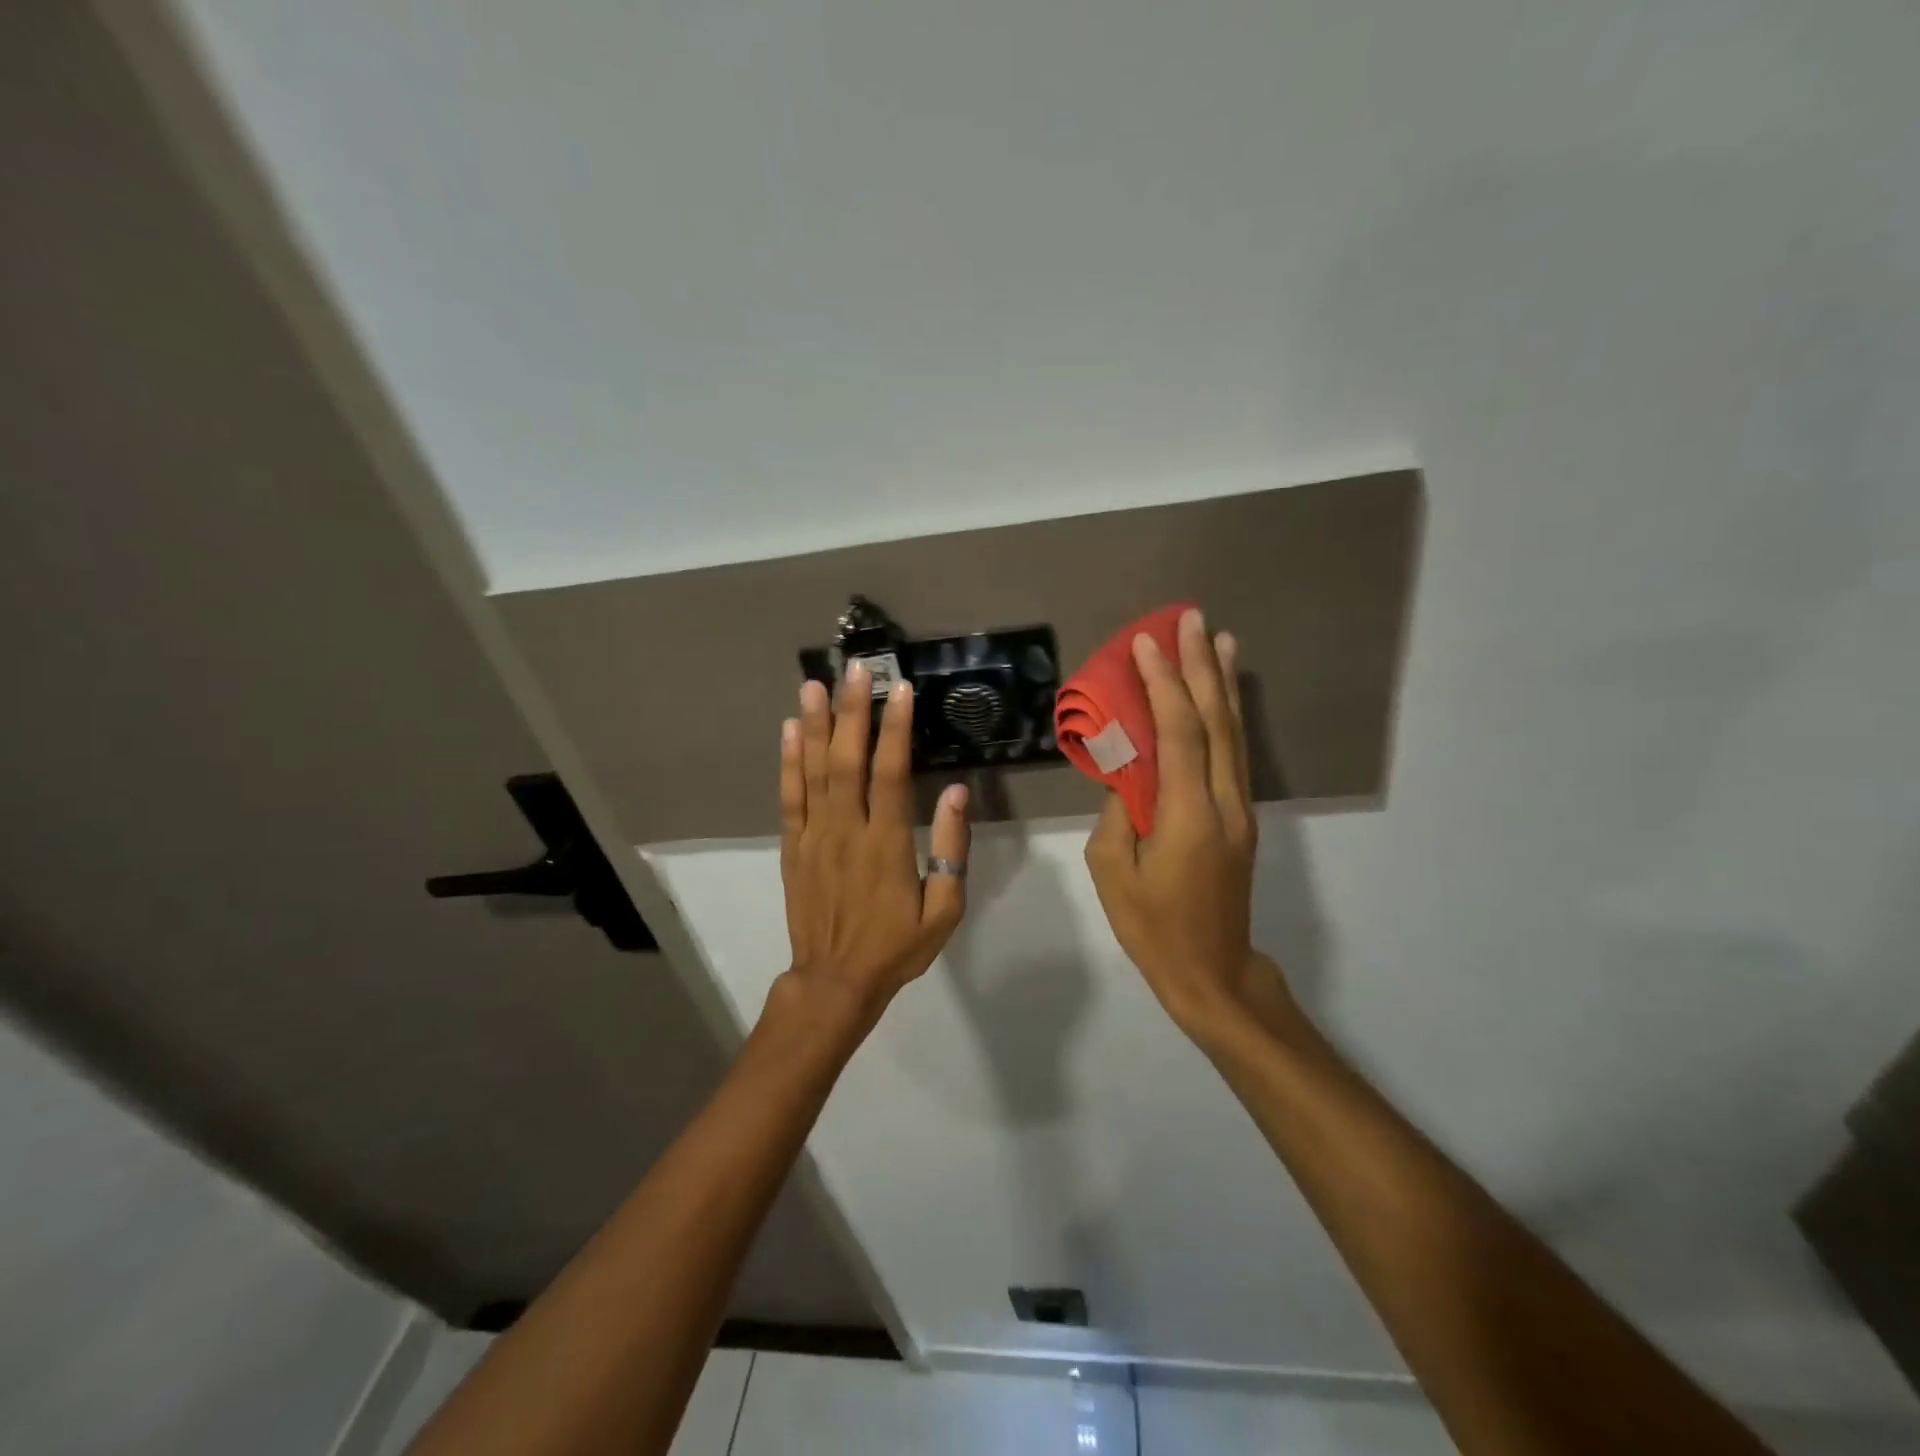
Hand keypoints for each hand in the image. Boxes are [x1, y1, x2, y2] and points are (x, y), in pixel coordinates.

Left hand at [778, 664, 971, 1029]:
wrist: (834, 981)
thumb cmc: (896, 946)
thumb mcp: (944, 910)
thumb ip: (950, 850)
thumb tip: (955, 793)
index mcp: (886, 843)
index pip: (890, 773)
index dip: (895, 727)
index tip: (900, 688)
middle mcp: (846, 830)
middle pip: (847, 759)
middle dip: (852, 710)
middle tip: (854, 668)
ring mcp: (814, 836)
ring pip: (813, 770)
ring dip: (814, 724)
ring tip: (813, 683)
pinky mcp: (793, 846)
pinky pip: (789, 797)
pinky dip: (788, 762)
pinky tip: (789, 731)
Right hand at [1084, 609, 1292, 1038]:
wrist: (1212, 969)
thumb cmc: (1152, 926)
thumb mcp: (1112, 872)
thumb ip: (1118, 811)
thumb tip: (1126, 768)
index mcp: (1188, 816)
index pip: (1179, 734)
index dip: (1164, 684)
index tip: (1147, 642)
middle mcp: (1224, 802)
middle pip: (1216, 722)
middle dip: (1201, 666)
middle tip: (1192, 619)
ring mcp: (1240, 808)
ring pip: (1234, 733)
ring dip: (1223, 683)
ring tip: (1219, 638)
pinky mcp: (1241, 816)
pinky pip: (1235, 753)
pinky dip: (1230, 715)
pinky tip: (1225, 694)